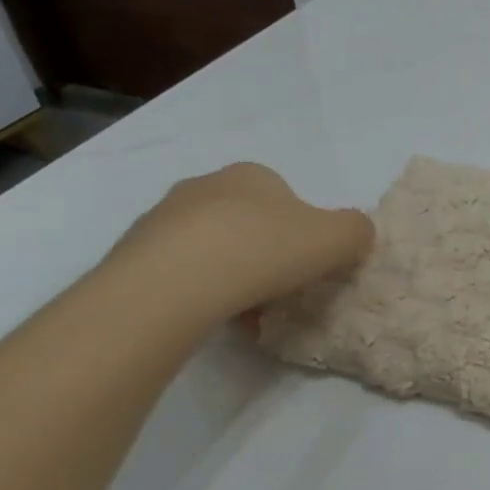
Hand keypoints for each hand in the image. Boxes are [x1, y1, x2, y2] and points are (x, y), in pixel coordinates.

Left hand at [105, 163, 373, 324]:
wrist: (170, 285)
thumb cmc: (263, 250)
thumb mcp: (338, 239)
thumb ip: (357, 231)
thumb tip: (356, 234)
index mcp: (253, 174)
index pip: (287, 198)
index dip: (303, 232)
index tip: (306, 265)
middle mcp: (205, 186)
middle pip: (248, 222)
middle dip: (264, 253)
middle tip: (278, 289)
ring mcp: (161, 218)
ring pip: (211, 248)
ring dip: (230, 275)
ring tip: (243, 311)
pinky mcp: (132, 254)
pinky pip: (178, 273)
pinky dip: (197, 293)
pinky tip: (208, 316)